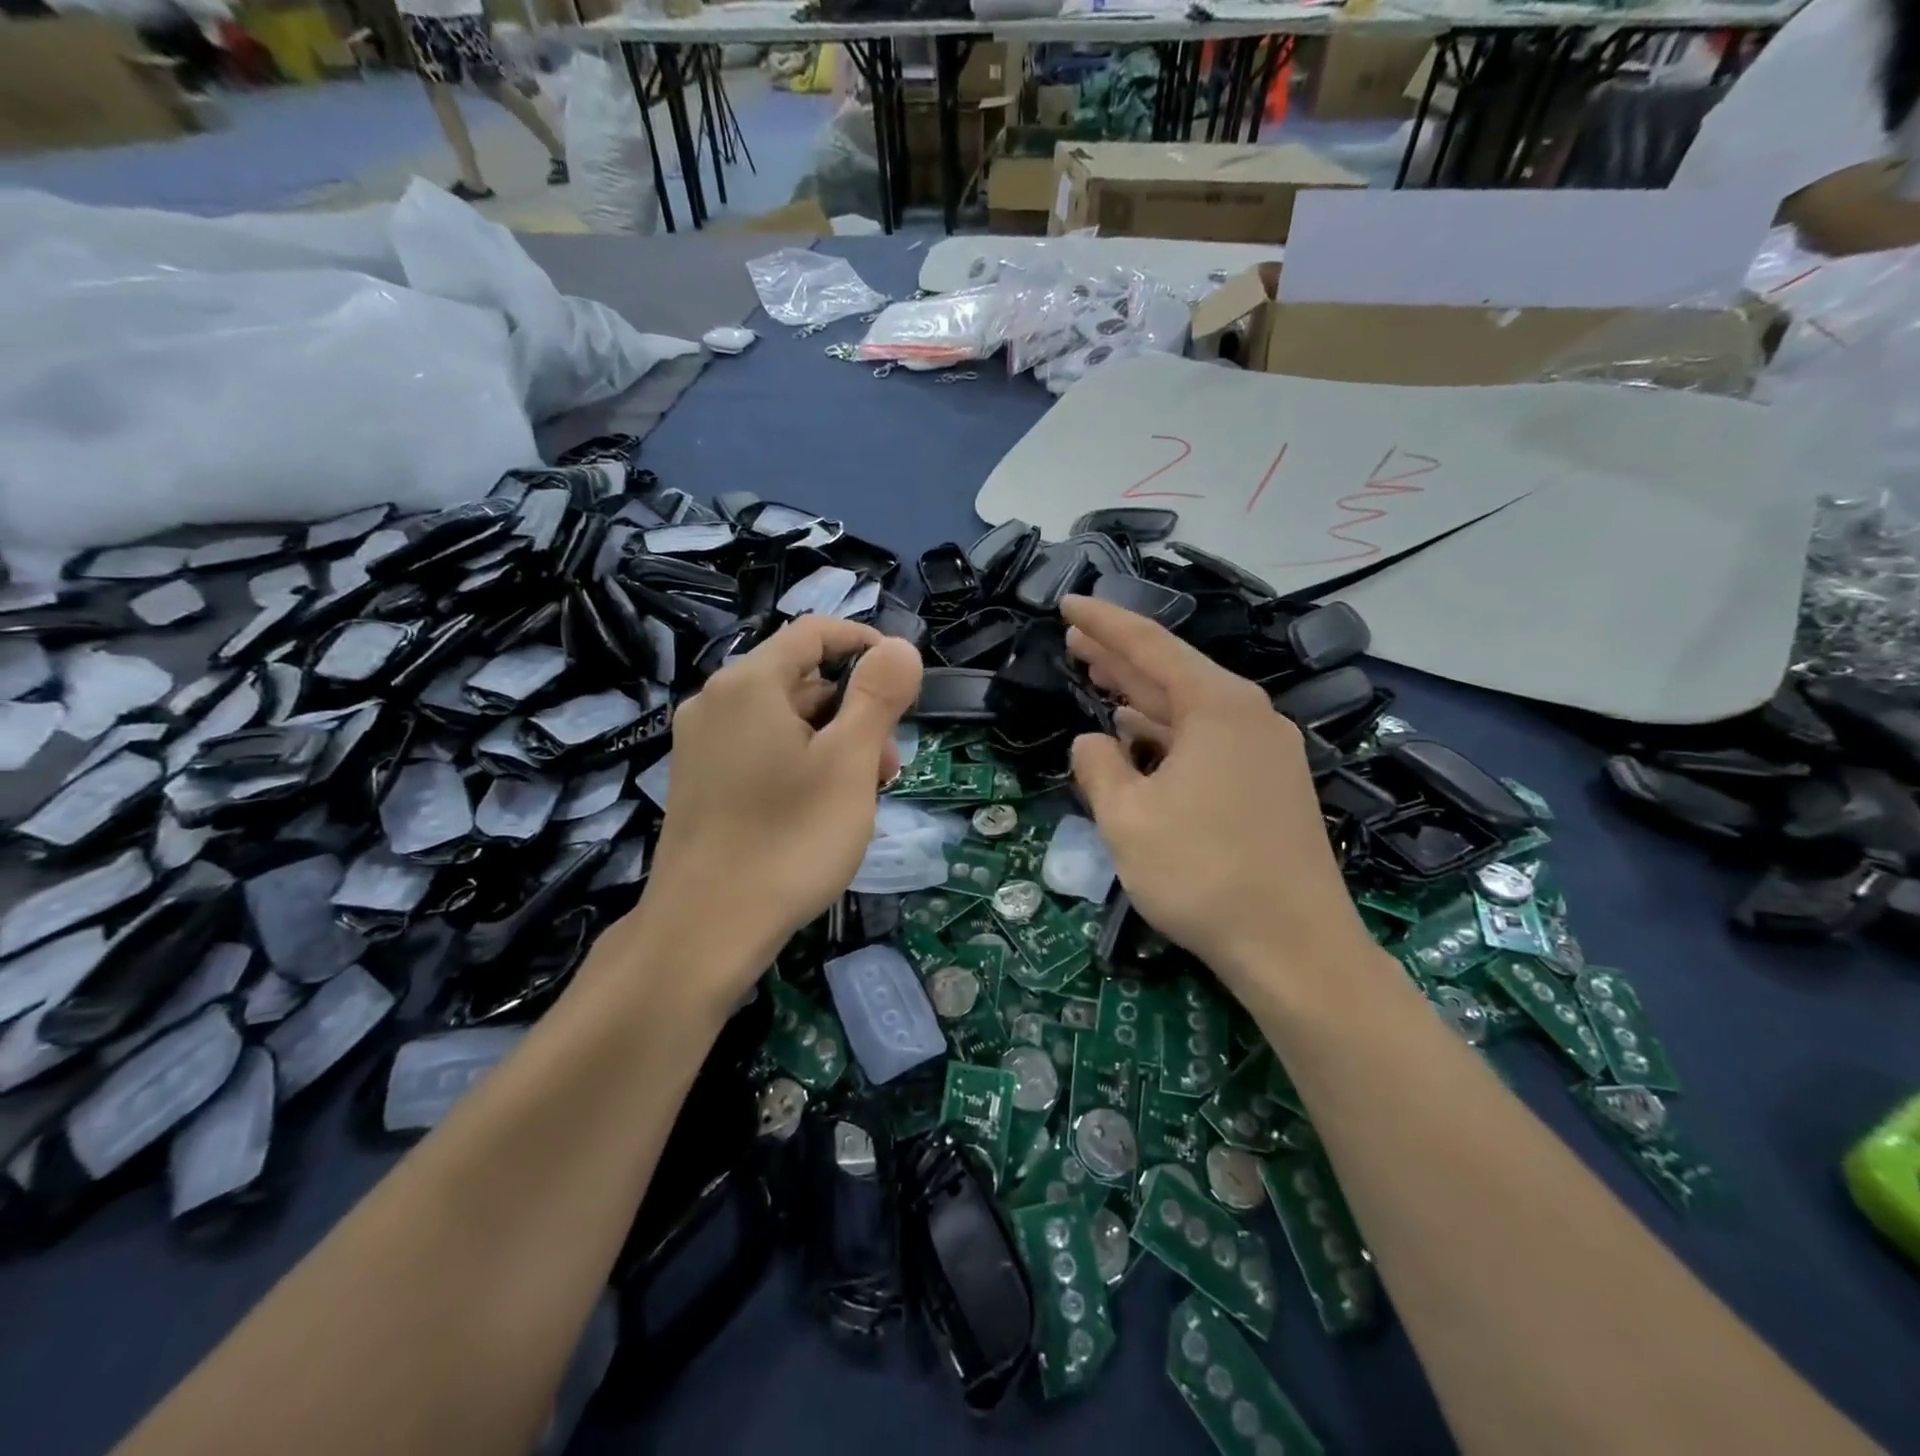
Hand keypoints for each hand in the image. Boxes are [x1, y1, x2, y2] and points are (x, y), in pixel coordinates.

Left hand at [637, 619, 922, 1007]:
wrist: (705, 930)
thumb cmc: (789, 840)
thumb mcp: (850, 763)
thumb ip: (878, 696)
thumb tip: (899, 647)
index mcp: (749, 683)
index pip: (815, 632)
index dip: (865, 645)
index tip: (904, 683)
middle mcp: (716, 701)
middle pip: (802, 680)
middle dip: (855, 712)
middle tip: (887, 769)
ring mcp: (701, 744)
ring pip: (785, 720)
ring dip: (833, 744)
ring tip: (858, 799)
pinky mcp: (700, 781)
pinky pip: (761, 750)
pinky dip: (800, 764)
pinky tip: (819, 811)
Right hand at [1062, 595, 1372, 1003]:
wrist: (1296, 947)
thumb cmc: (1204, 874)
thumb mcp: (1128, 819)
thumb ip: (1099, 768)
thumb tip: (1093, 742)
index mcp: (1217, 706)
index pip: (1149, 646)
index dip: (1103, 623)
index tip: (1067, 602)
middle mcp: (1248, 715)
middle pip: (1172, 671)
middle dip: (1119, 655)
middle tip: (1074, 638)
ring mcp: (1265, 751)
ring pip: (1189, 708)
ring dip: (1141, 695)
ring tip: (1098, 677)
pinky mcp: (1269, 785)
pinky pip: (1207, 740)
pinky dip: (1167, 732)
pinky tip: (1140, 735)